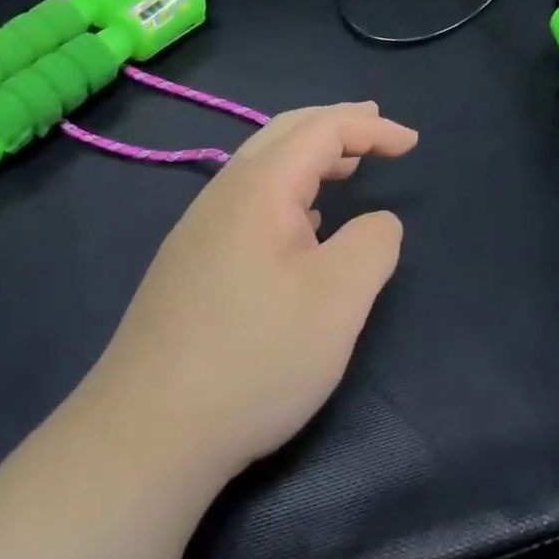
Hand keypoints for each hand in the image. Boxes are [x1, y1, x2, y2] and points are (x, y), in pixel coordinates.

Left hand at [86, 102, 417, 483]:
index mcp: (259, 187)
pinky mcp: (189, 265)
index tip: (413, 144)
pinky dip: (289, 191)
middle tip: (375, 125)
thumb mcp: (338, 299)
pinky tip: (302, 225)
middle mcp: (223, 194)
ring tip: (347, 167)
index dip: (372, 128)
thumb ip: (372, 244)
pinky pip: (248, 202)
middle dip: (335, 124)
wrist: (146, 434)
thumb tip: (377, 223)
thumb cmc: (255, 357)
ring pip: (262, 167)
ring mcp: (198, 230)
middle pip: (284, 133)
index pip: (322, 130)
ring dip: (309, 156)